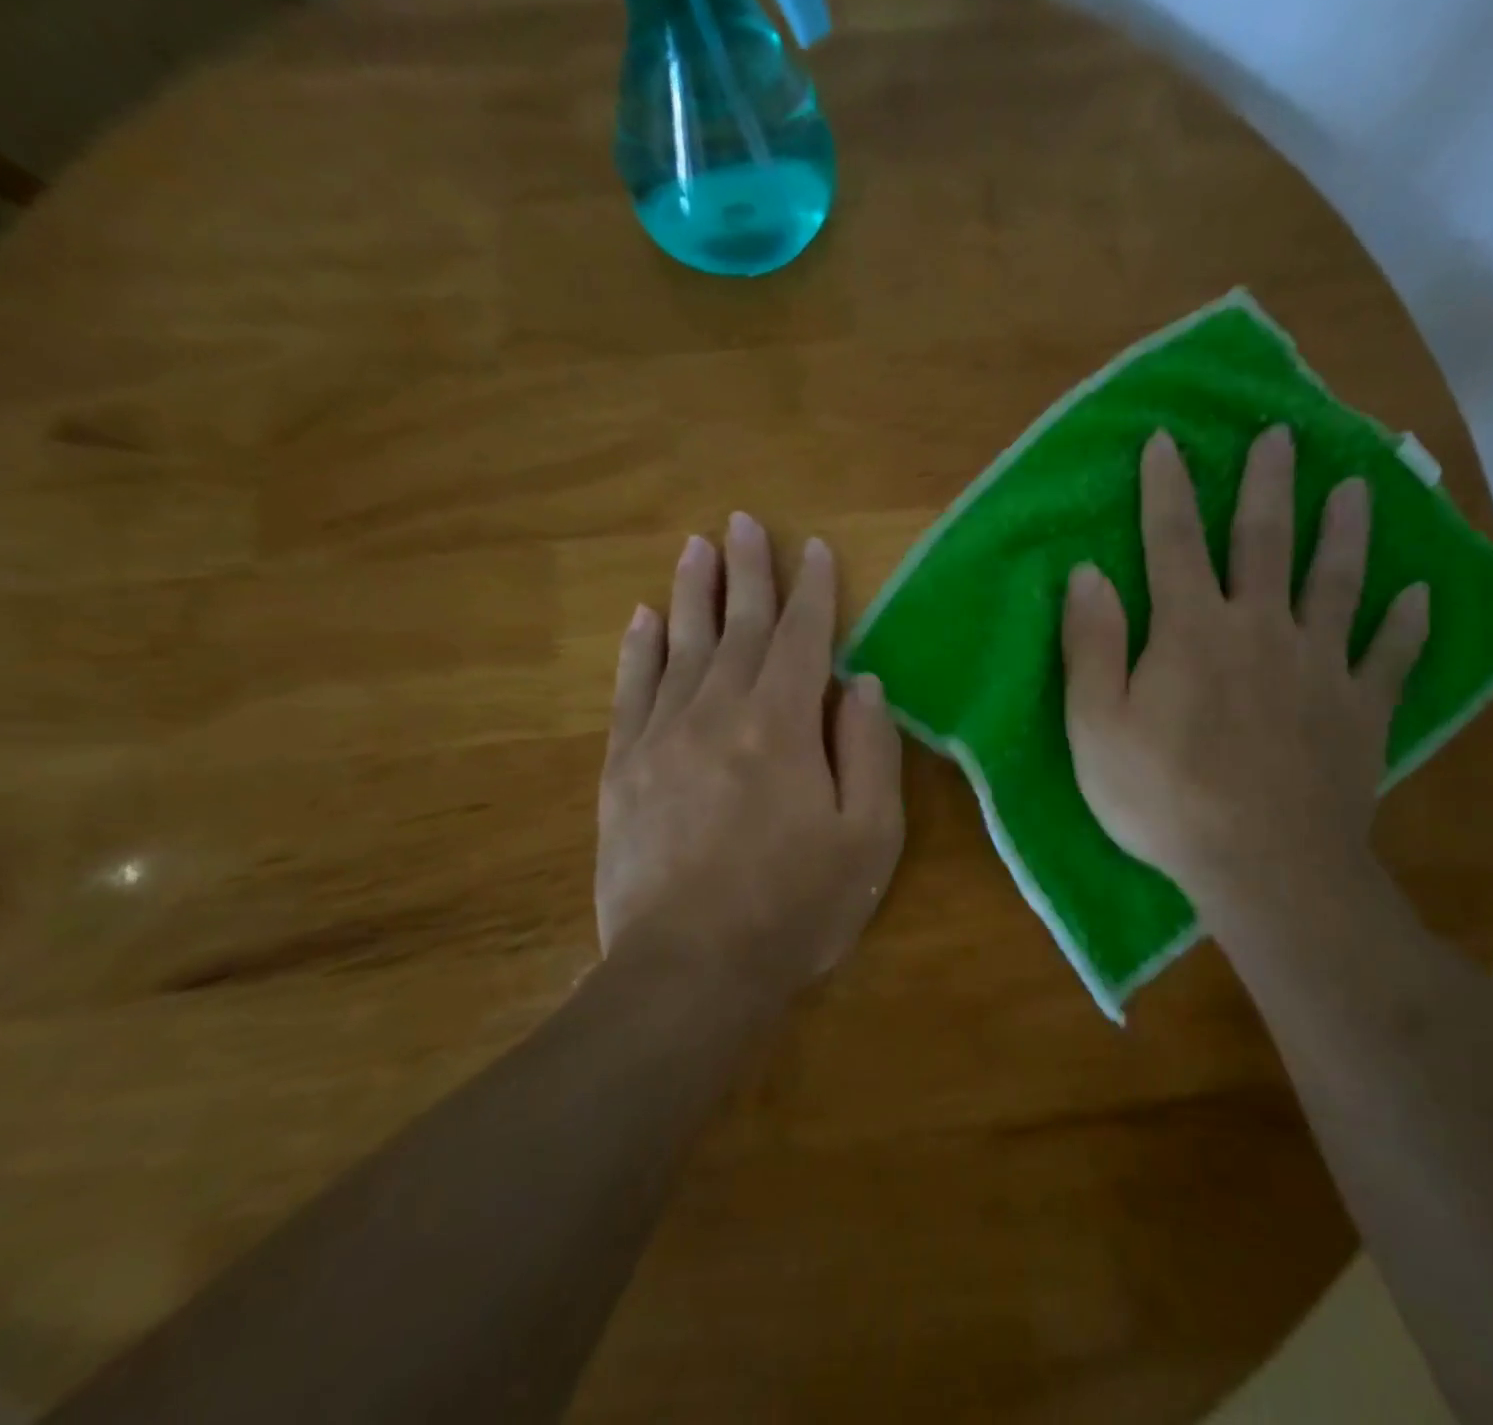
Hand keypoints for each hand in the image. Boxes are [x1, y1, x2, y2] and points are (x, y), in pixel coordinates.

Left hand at [596, 514, 903, 998]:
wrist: (690, 971)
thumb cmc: (795, 906)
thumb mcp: (868, 836)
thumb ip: (869, 749)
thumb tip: (860, 683)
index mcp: (782, 724)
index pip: (802, 638)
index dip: (812, 591)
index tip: (812, 548)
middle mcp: (718, 711)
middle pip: (738, 626)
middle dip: (747, 572)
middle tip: (743, 522)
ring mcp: (662, 736)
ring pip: (681, 645)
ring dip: (692, 592)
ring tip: (696, 547)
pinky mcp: (622, 768)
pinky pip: (631, 690)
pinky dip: (638, 649)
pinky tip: (642, 618)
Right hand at [1060, 428, 1428, 931]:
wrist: (1263, 866)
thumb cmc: (1164, 798)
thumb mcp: (1096, 727)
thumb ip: (1090, 646)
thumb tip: (1087, 573)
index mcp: (1191, 630)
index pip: (1172, 542)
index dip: (1166, 488)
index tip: (1166, 440)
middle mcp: (1260, 630)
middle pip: (1266, 542)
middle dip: (1268, 485)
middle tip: (1282, 435)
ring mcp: (1320, 667)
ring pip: (1338, 583)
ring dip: (1345, 531)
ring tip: (1357, 487)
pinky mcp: (1360, 711)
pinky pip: (1390, 658)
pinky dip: (1407, 624)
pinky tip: (1419, 596)